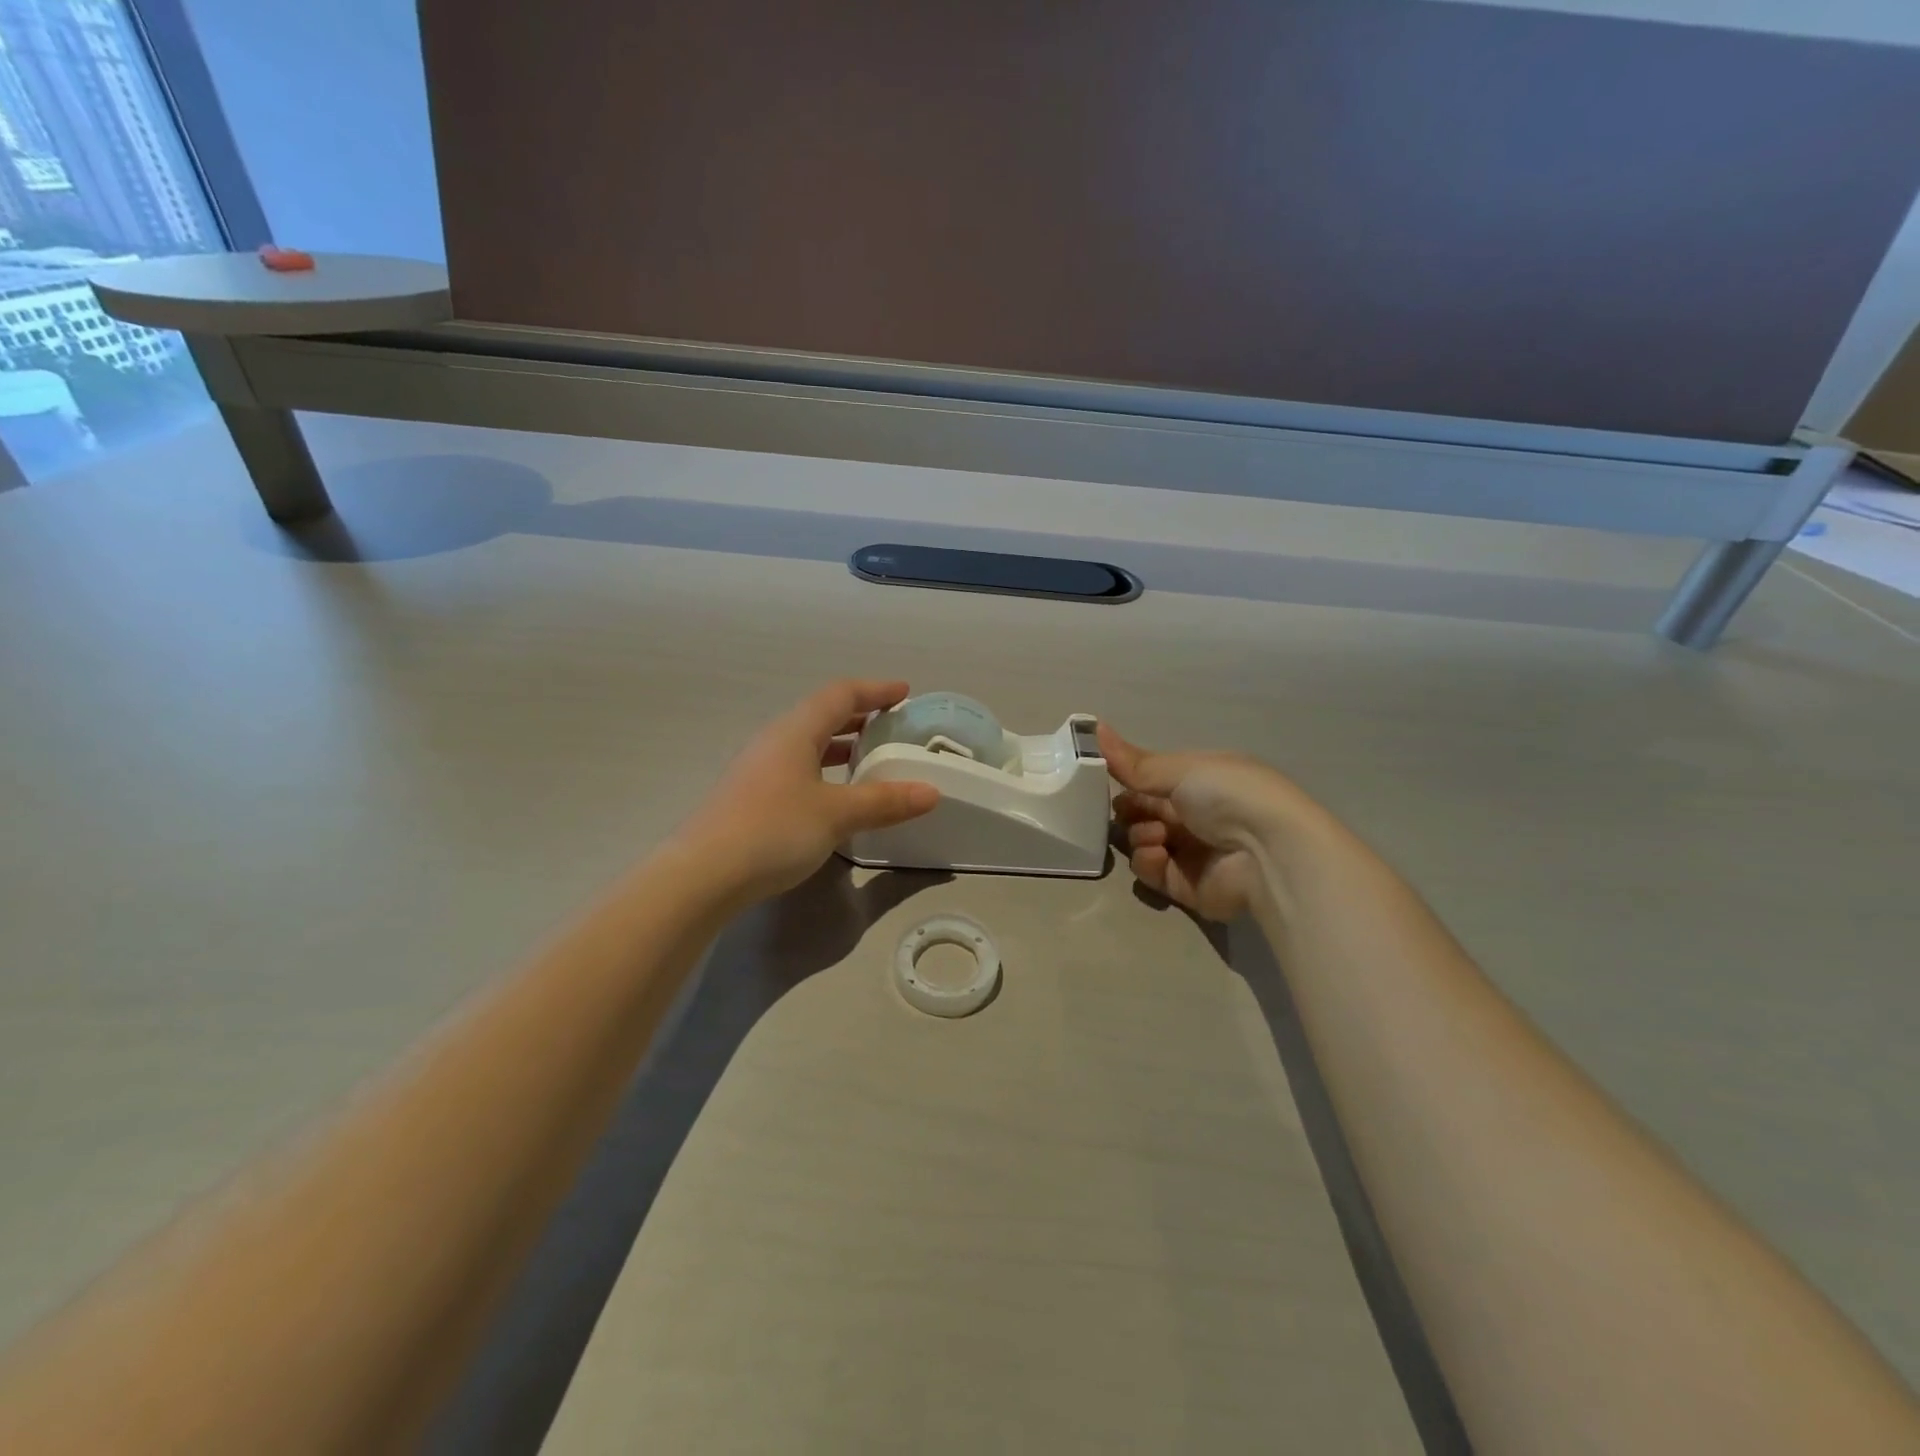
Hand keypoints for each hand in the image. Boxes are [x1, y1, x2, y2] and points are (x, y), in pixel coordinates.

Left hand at [674, 680, 940, 906]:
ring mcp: (758, 769)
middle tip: (892, 726)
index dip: (875, 690)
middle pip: (822, 716)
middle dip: (860, 716)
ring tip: (870, 758)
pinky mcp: (751, 796)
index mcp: (795, 732)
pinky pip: (797, 768)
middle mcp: (775, 741)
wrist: (703, 875)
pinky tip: (836, 795)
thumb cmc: (773, 831)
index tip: (904, 692)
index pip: (841, 695)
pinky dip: (825, 770)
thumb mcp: (837, 814)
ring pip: (808, 744)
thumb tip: (931, 792)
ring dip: (841, 745)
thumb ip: (884, 801)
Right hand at [1099, 723, 1311, 921]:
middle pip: (1141, 811)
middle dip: (1128, 809)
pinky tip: (1160, 853)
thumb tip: (1093, 726)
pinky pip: (1150, 871)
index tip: (1102, 775)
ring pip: (1140, 841)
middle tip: (1128, 809)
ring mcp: (1188, 851)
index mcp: (1198, 781)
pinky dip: (1148, 861)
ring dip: (1139, 834)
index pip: (1151, 779)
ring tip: (1157, 835)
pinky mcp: (1184, 885)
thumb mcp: (1179, 769)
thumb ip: (1132, 761)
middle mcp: (1193, 815)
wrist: (1268, 853)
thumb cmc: (1228, 795)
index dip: (1127, 778)